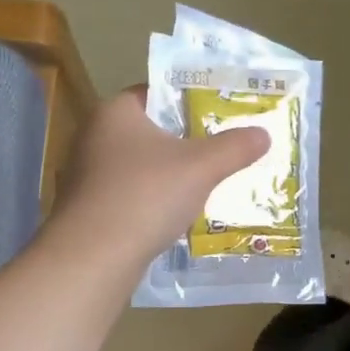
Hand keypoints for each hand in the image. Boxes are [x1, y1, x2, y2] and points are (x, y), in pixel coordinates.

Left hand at [46, 86, 269, 270]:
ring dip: (168, 176)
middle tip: (220, 151)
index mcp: (116, 112)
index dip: (189, 100)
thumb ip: (234, 148)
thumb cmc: (146, 196)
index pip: (155, 93)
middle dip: (183, 142)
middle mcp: (94, 136)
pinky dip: (151, 202)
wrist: (94, 257)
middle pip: (149, 132)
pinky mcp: (88, 209)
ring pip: (139, 167)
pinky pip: (129, 196)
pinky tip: (174, 217)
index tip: (219, 114)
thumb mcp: (201, 168)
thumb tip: (263, 134)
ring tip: (204, 185)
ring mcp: (86, 175)